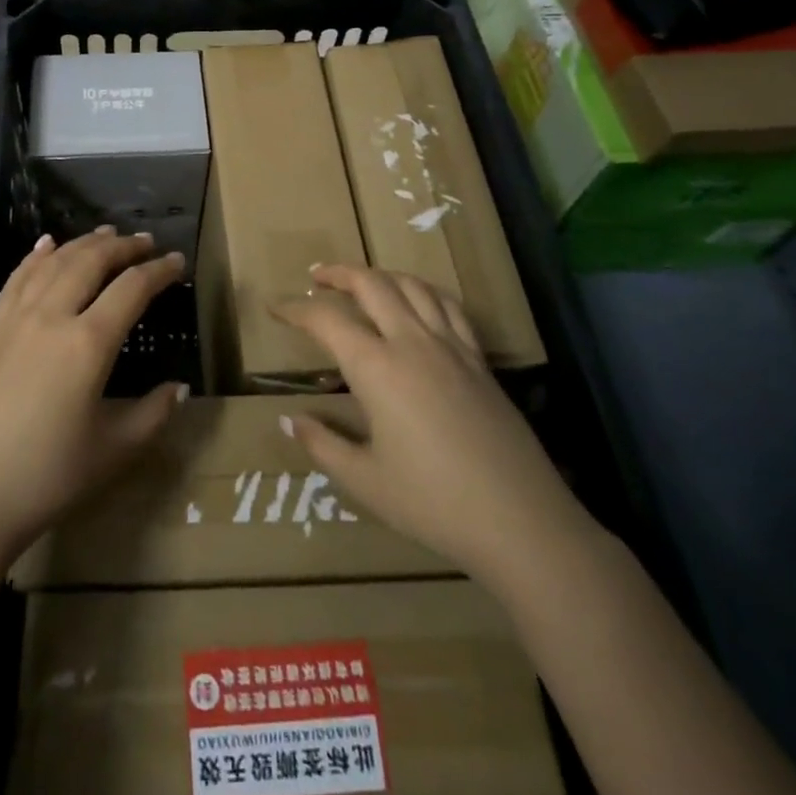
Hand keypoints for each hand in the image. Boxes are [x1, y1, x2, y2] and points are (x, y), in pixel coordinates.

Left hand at [0, 228, 187, 566]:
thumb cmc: (47, 477)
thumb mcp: (113, 451)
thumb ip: (152, 414)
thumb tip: (179, 388)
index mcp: (88, 343)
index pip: (132, 288)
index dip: (159, 271)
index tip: (177, 261)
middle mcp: (52, 317)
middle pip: (91, 262)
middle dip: (123, 246)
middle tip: (146, 241)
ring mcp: (16, 320)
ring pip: (54, 263)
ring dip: (83, 243)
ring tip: (106, 233)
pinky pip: (16, 280)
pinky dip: (35, 256)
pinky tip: (45, 244)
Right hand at [273, 266, 589, 576]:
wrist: (520, 520)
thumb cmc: (433, 503)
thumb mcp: (365, 481)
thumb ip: (322, 445)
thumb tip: (286, 421)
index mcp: (377, 368)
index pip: (326, 321)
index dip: (295, 309)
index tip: (275, 307)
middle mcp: (411, 342)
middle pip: (371, 284)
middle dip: (339, 274)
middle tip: (317, 278)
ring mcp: (450, 346)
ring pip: (412, 286)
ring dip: (380, 275)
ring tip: (363, 281)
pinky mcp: (478, 360)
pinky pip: (448, 306)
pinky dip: (423, 291)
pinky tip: (418, 301)